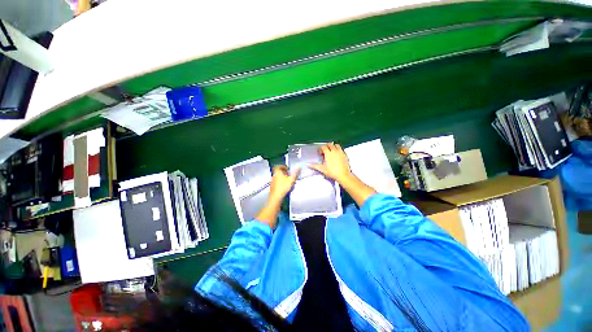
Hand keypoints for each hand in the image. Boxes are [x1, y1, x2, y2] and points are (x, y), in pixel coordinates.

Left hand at [268, 165, 299, 202]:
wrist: (276, 197)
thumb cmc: (283, 187)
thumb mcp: (291, 179)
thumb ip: (295, 173)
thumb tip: (298, 168)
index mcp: (277, 172)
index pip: (278, 166)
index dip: (283, 166)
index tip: (287, 168)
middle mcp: (274, 176)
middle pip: (278, 172)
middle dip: (284, 173)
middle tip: (289, 175)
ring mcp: (272, 182)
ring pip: (278, 178)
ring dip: (283, 178)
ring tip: (288, 182)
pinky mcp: (272, 187)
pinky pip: (277, 183)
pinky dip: (281, 184)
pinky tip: (285, 188)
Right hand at [310, 143, 351, 183]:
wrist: (343, 175)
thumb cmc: (333, 172)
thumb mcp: (322, 169)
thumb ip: (315, 166)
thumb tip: (309, 165)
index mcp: (328, 153)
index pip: (323, 146)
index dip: (320, 149)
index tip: (320, 153)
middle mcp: (334, 151)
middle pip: (330, 144)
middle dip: (326, 146)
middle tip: (324, 152)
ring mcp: (340, 152)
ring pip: (336, 145)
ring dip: (333, 146)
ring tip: (331, 152)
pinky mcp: (345, 155)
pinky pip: (341, 149)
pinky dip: (338, 150)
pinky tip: (337, 155)